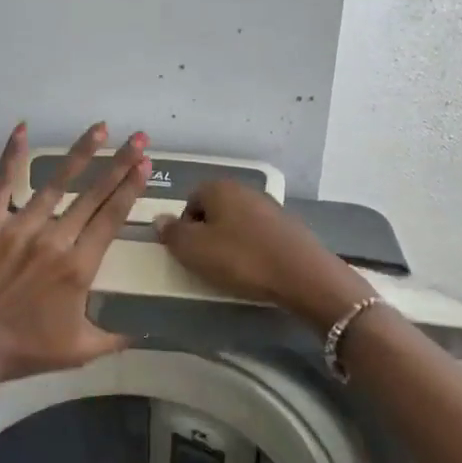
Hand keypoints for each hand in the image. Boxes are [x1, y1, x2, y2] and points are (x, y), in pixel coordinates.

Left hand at [0, 122, 150, 385]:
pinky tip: (23, 128)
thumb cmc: (25, 351)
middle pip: (93, 195)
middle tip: (140, 138)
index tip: (145, 165)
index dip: (130, 189)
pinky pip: (3, 184)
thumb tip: (146, 332)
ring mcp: (19, 228)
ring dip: (80, 154)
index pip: (111, 218)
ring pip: (56, 183)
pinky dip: (12, 155)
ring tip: (100, 129)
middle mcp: (54, 239)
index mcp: (79, 267)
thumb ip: (116, 338)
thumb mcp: (79, 351)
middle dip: (120, 164)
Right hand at [153, 179, 370, 332]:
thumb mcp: (193, 250)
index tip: (188, 252)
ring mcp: (270, 206)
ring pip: (237, 222)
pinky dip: (252, 249)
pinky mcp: (288, 226)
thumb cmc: (240, 258)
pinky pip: (258, 235)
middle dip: (207, 234)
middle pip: (214, 210)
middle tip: (206, 262)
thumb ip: (172, 233)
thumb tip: (160, 219)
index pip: (190, 200)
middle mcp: (244, 189)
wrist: (302, 274)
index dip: (184, 226)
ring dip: (230, 242)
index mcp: (219, 188)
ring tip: (232, 269)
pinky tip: (256, 269)